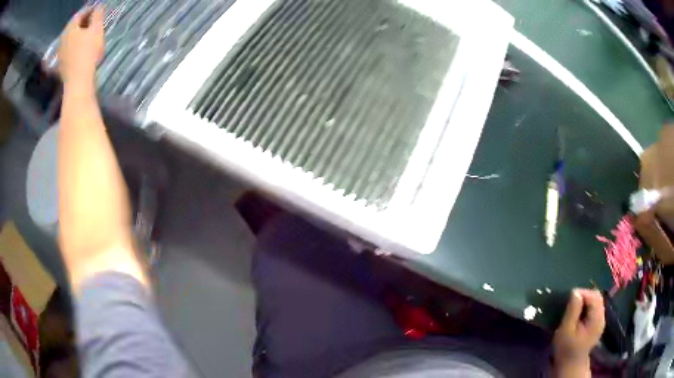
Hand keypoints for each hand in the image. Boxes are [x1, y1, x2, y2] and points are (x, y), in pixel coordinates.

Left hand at [58, 6, 104, 89]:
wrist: (78, 83)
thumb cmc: (88, 52)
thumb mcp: (97, 29)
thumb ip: (97, 15)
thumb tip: (97, 7)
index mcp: (70, 28)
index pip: (80, 14)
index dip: (89, 10)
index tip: (97, 10)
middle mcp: (63, 39)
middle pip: (73, 27)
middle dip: (83, 23)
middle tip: (93, 22)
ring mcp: (60, 53)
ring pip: (70, 38)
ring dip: (78, 35)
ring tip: (88, 35)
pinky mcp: (61, 65)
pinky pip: (69, 49)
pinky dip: (75, 46)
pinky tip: (81, 48)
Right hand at [553, 289, 604, 369]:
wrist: (570, 365)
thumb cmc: (566, 349)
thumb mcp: (566, 330)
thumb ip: (572, 311)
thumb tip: (575, 292)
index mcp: (596, 319)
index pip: (594, 296)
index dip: (583, 293)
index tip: (570, 296)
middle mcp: (602, 317)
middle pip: (597, 297)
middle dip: (585, 295)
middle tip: (571, 301)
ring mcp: (601, 321)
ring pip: (597, 301)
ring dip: (586, 300)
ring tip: (574, 306)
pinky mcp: (597, 324)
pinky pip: (595, 308)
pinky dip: (588, 306)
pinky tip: (579, 313)